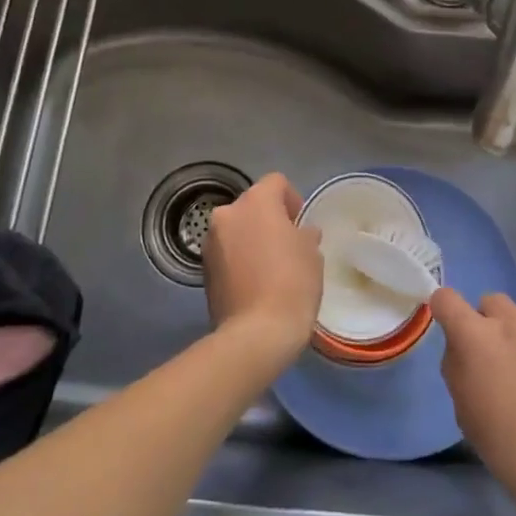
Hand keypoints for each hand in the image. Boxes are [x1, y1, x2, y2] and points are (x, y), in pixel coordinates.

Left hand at [202, 174, 323, 361]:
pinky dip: (238, 260)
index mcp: (256, 202)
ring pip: (236, 230)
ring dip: (250, 239)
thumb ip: (305, 235)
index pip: (276, 183)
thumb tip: (301, 234)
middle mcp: (227, 214)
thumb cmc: (292, 283)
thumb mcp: (312, 254)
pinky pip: (226, 253)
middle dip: (268, 220)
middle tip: (287, 246)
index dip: (292, 200)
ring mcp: (210, 242)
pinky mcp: (203, 270)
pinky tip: (254, 284)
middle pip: (252, 205)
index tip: (301, 225)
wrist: (256, 333)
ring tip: (269, 268)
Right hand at [430, 288, 515, 515]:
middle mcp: (511, 324)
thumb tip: (462, 350)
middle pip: (492, 301)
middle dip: (489, 322)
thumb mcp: (465, 412)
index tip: (450, 326)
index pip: (447, 299)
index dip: (445, 308)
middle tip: (497, 357)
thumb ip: (458, 368)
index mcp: (476, 339)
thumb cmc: (507, 448)